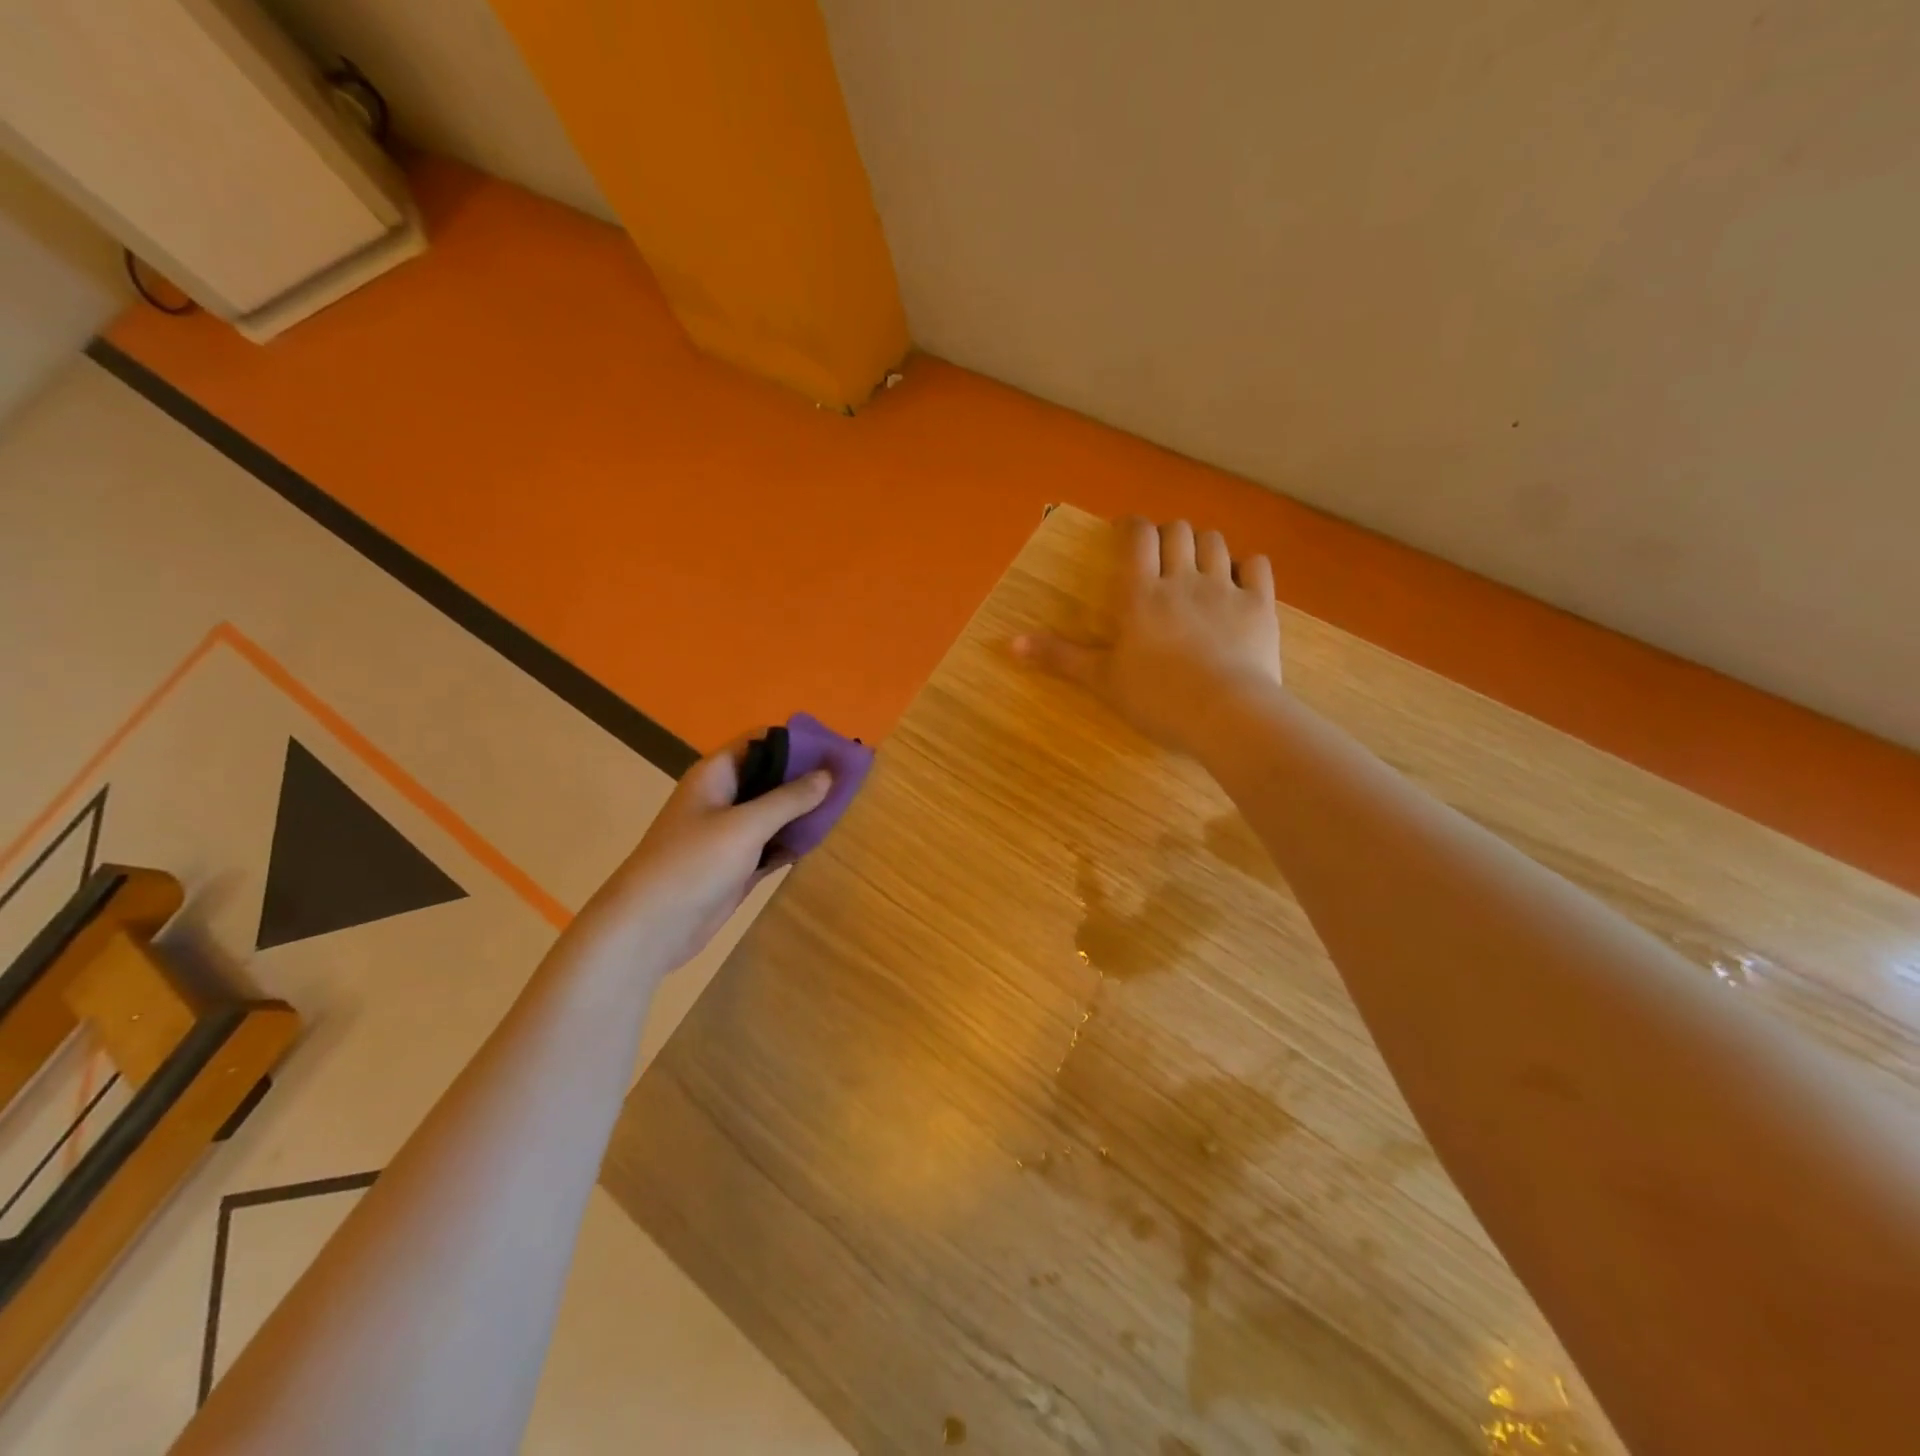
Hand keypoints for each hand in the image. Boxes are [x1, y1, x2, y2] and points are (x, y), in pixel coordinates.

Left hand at [571, 733, 831, 976]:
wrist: (649, 928)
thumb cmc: (693, 864)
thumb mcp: (745, 825)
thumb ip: (788, 798)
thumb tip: (828, 774)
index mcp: (717, 774)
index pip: (762, 741)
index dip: (799, 741)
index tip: (837, 748)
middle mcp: (724, 797)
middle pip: (772, 776)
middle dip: (808, 775)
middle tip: (852, 778)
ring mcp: (731, 833)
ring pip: (775, 811)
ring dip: (805, 809)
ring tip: (849, 804)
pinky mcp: (738, 865)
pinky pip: (774, 843)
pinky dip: (796, 840)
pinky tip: (826, 838)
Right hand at [1014, 516, 1281, 757]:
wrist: (1225, 714)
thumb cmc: (1156, 698)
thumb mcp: (1101, 680)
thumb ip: (1060, 657)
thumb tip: (1011, 643)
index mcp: (1140, 594)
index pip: (1137, 538)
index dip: (1132, 526)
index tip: (1127, 531)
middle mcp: (1182, 579)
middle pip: (1178, 531)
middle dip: (1168, 534)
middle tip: (1161, 554)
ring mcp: (1224, 589)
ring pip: (1215, 542)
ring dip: (1203, 545)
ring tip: (1196, 564)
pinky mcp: (1259, 605)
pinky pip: (1257, 565)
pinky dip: (1246, 565)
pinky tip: (1238, 579)